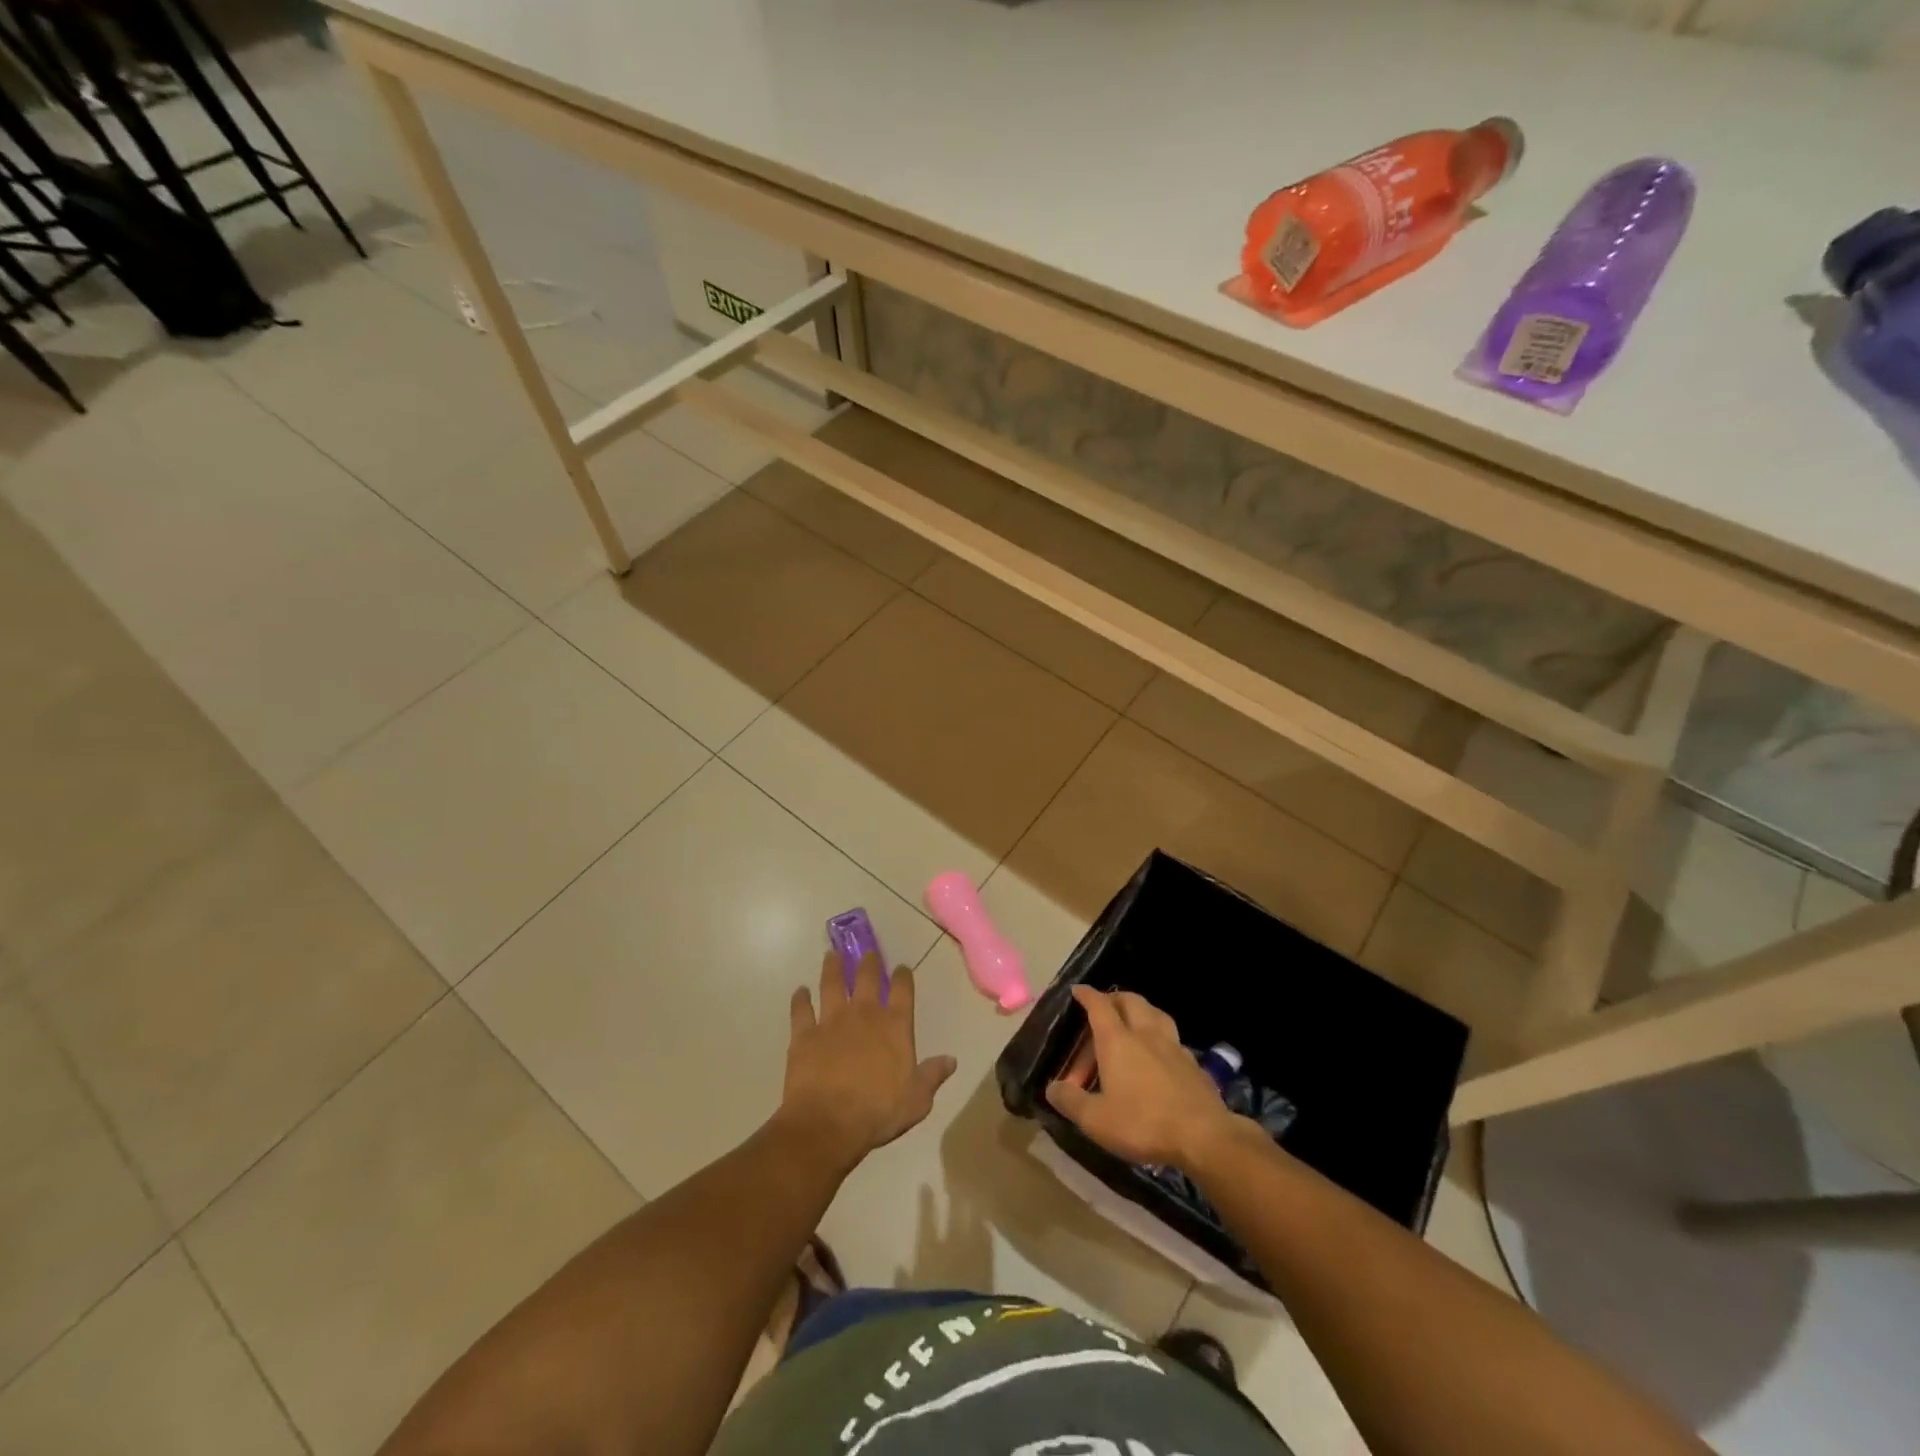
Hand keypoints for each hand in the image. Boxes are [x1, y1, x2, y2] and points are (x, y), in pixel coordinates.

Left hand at [778, 952, 956, 1172]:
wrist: (828, 1123)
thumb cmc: (878, 1112)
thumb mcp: (917, 1100)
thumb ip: (933, 1075)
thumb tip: (951, 1059)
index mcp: (894, 1025)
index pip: (902, 990)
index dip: (903, 976)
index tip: (902, 968)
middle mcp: (863, 1014)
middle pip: (866, 978)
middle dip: (868, 962)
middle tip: (867, 952)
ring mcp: (831, 1021)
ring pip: (832, 984)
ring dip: (832, 968)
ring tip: (831, 955)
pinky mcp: (804, 1035)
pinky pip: (801, 1010)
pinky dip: (800, 1000)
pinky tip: (800, 992)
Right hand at [1044, 987, 1240, 1168]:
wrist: (1203, 1136)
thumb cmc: (1143, 1123)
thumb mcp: (1096, 1119)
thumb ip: (1071, 1101)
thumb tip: (1052, 1087)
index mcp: (1118, 1041)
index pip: (1099, 1006)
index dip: (1087, 995)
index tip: (1077, 990)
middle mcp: (1145, 1034)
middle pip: (1130, 1001)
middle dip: (1114, 998)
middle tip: (1103, 1007)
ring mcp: (1173, 1046)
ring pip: (1155, 1013)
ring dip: (1141, 1011)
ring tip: (1133, 1022)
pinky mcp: (1193, 1063)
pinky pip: (1172, 1038)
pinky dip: (1160, 1037)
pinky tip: (1159, 1055)